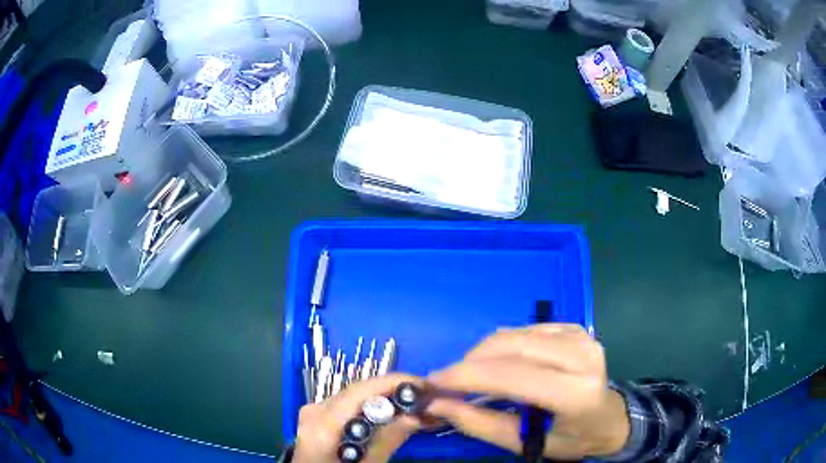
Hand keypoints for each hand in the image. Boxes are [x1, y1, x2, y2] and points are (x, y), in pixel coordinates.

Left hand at [293, 374, 423, 462]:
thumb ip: (385, 443)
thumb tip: (413, 417)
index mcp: (322, 423)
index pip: (360, 391)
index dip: (393, 382)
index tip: (423, 385)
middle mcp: (315, 410)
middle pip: (357, 391)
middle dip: (392, 390)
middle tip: (425, 396)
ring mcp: (313, 413)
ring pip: (354, 397)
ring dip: (384, 398)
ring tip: (413, 404)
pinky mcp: (317, 419)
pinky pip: (348, 407)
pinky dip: (371, 408)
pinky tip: (389, 414)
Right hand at [425, 324, 629, 460]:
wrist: (609, 419)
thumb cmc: (571, 438)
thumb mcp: (525, 443)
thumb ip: (480, 423)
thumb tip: (438, 404)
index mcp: (575, 392)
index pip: (512, 375)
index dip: (466, 376)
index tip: (433, 382)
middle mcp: (582, 356)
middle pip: (510, 346)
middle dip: (470, 362)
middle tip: (448, 382)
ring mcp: (581, 336)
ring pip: (514, 334)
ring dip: (484, 353)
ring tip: (473, 377)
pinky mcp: (575, 328)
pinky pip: (525, 329)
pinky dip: (503, 346)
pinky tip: (501, 364)